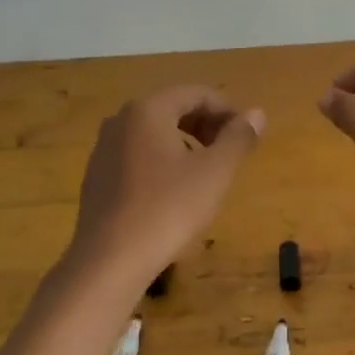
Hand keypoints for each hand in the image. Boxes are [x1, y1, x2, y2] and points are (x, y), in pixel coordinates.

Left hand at [70, 86, 264, 281]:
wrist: (110, 260)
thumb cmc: (168, 208)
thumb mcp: (215, 172)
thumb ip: (238, 138)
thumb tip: (256, 113)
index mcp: (148, 110)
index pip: (197, 94)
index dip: (228, 111)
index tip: (248, 136)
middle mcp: (121, 120)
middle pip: (173, 109)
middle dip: (207, 126)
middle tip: (231, 153)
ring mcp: (104, 149)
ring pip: (154, 134)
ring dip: (186, 144)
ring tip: (207, 174)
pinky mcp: (97, 177)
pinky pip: (138, 156)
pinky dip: (162, 162)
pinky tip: (174, 194)